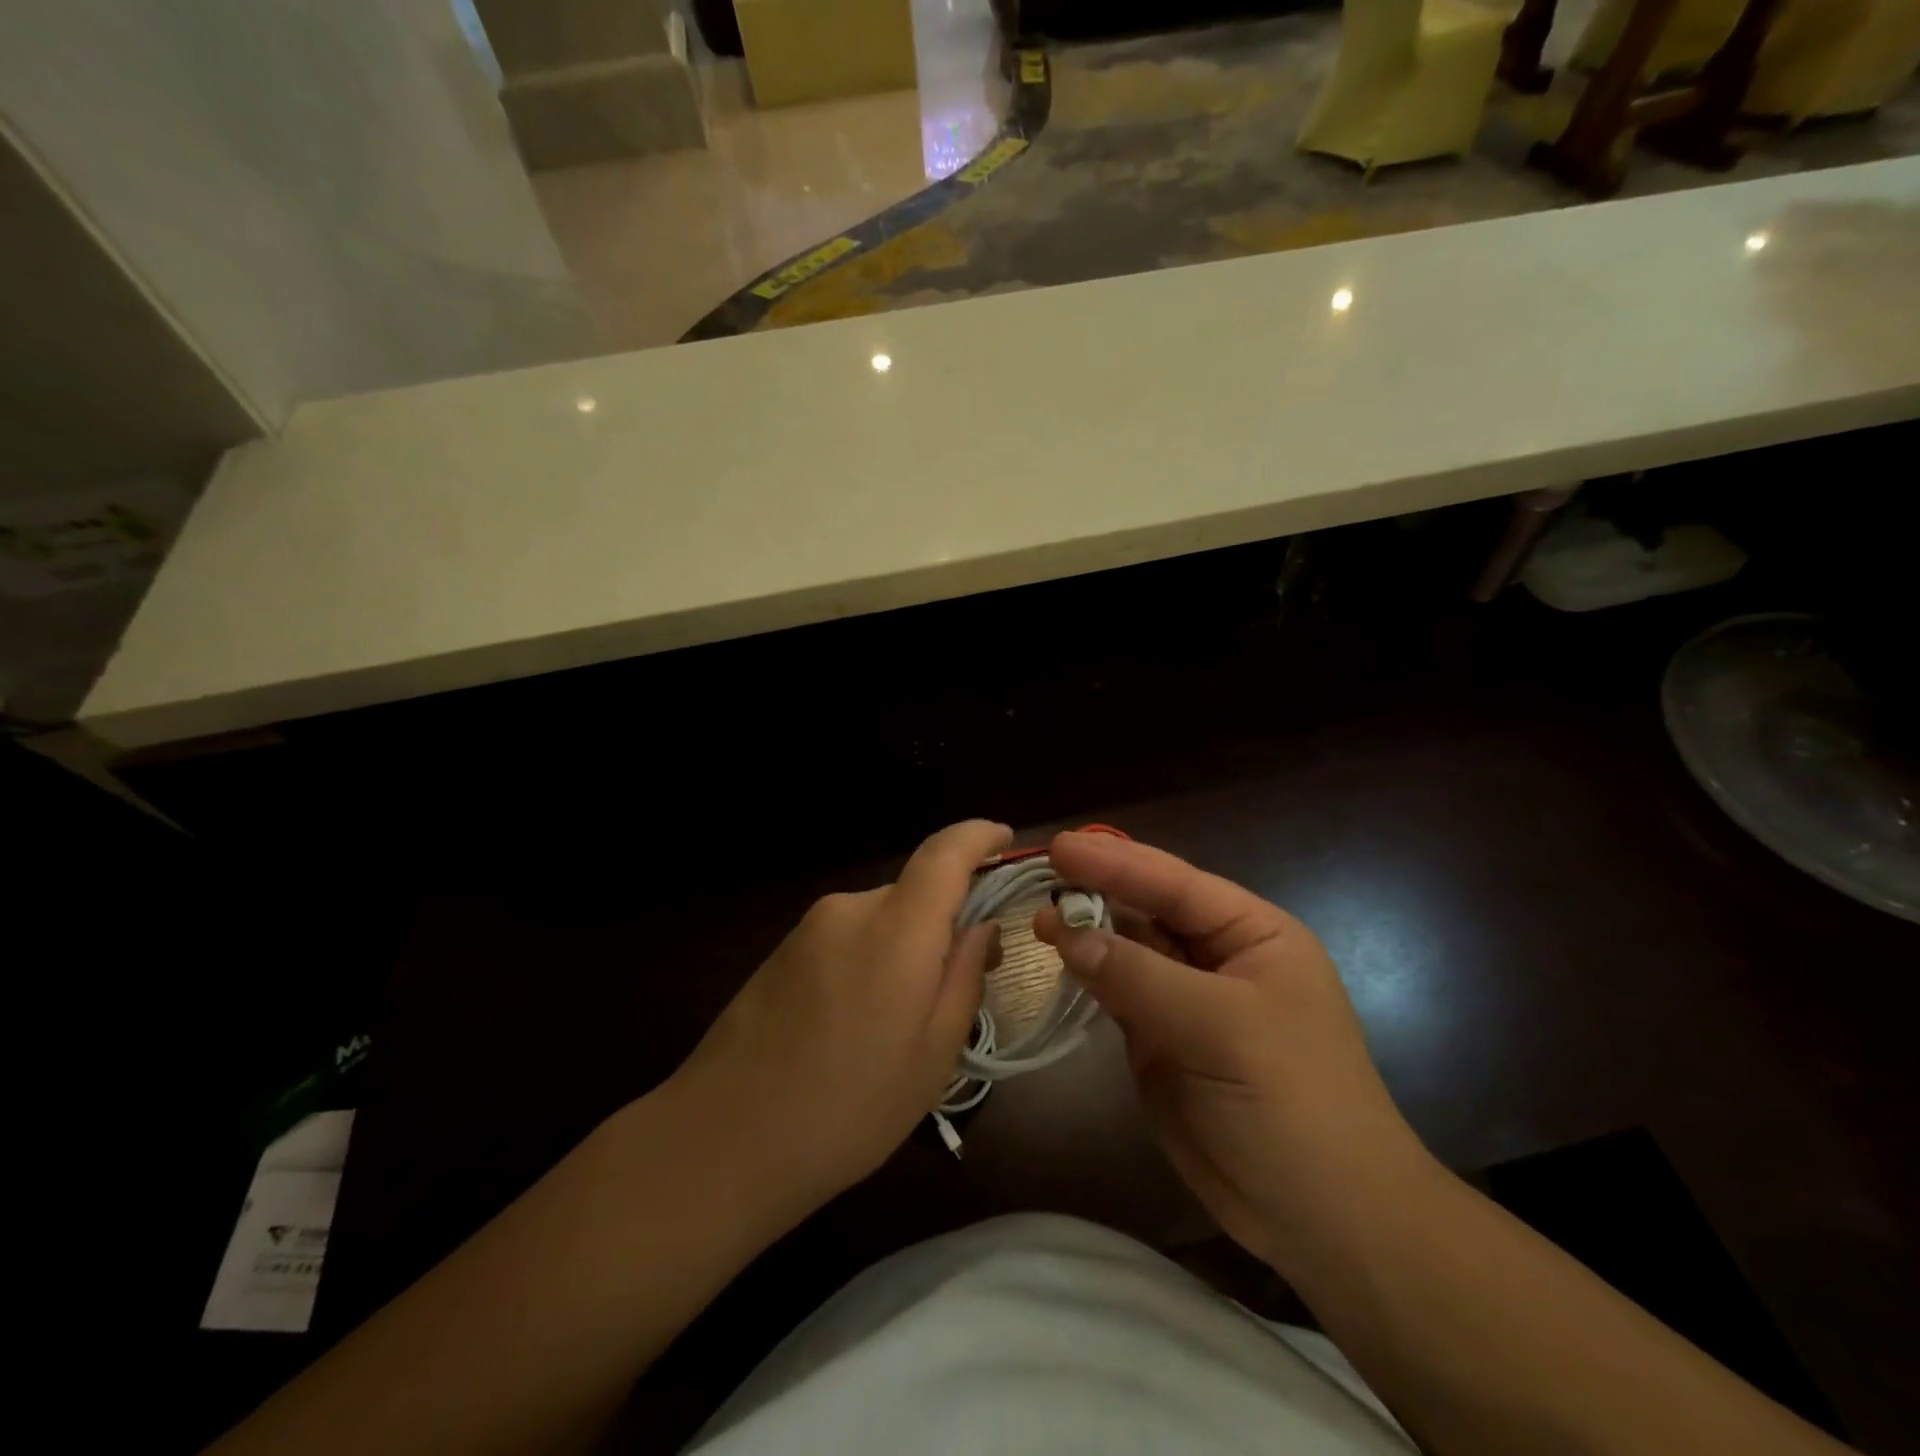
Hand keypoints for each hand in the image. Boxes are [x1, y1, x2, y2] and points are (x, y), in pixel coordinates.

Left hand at [668, 820, 1008, 1212]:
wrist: (721, 1141)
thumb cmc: (847, 1108)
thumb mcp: (932, 1056)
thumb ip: (964, 977)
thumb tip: (980, 928)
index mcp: (895, 929)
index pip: (945, 852)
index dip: (979, 837)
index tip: (1004, 839)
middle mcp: (850, 910)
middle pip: (915, 893)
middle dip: (945, 925)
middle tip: (959, 988)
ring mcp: (809, 929)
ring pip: (882, 920)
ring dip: (905, 950)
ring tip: (900, 1025)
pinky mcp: (781, 951)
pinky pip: (847, 938)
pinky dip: (870, 961)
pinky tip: (856, 1026)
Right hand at [1034, 831, 1436, 1276]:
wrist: (1321, 1219)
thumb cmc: (1292, 1104)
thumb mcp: (1222, 1029)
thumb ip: (1140, 976)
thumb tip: (1067, 933)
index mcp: (1252, 935)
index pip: (1175, 884)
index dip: (1117, 861)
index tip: (1060, 846)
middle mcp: (1217, 957)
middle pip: (1148, 910)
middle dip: (1097, 890)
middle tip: (1040, 872)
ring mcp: (1186, 999)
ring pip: (1127, 950)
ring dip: (1086, 932)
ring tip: (1037, 915)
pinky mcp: (1160, 1040)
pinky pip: (1117, 992)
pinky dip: (1087, 974)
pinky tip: (1058, 957)